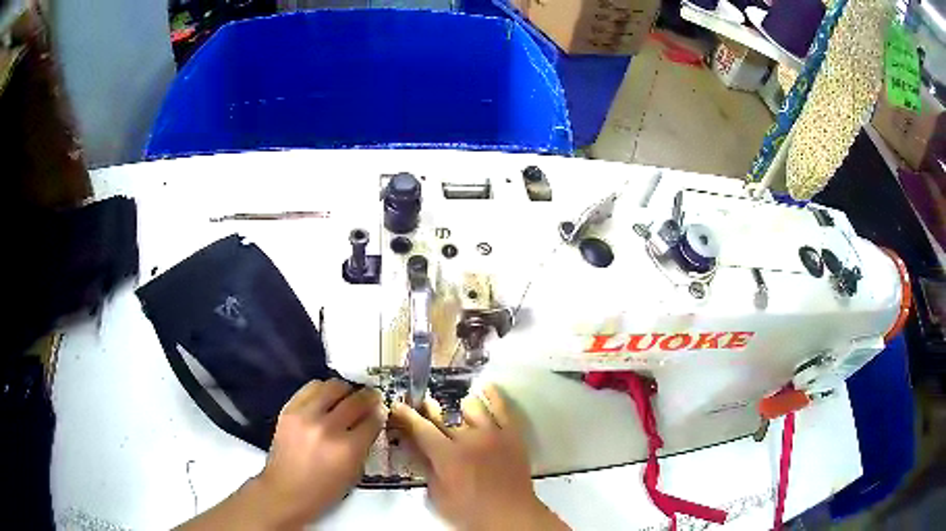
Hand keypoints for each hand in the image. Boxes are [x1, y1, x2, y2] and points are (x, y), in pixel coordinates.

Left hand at [256, 379, 386, 526]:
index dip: (380, 414)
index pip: (372, 420)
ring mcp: (306, 416)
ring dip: (345, 390)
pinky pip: (311, 388)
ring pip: (333, 387)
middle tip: (371, 397)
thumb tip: (373, 420)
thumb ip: (364, 445)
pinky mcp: (289, 409)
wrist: (286, 490)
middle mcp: (328, 428)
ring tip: (347, 396)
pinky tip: (326, 398)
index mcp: (348, 449)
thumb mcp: (354, 473)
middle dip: (368, 397)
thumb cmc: (324, 490)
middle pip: (356, 400)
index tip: (381, 411)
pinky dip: (323, 390)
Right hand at [391, 385, 567, 530]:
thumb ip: (426, 468)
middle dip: (428, 408)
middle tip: (422, 404)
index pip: (421, 428)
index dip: (407, 415)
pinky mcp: (512, 434)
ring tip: (455, 410)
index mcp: (447, 456)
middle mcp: (468, 438)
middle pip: (443, 415)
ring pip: (471, 407)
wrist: (511, 515)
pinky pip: (502, 407)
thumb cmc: (470, 512)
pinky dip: (492, 396)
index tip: (398, 406)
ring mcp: (493, 433)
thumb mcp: (438, 495)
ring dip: (458, 408)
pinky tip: (485, 388)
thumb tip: (414, 447)